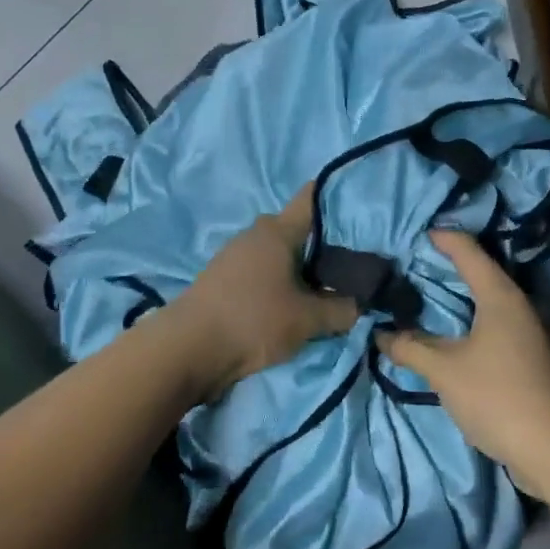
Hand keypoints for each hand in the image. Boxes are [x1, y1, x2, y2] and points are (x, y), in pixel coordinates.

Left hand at [171, 184, 359, 398]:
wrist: (186, 350)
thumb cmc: (253, 321)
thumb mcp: (307, 320)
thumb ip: (341, 310)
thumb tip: (362, 304)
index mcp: (278, 230)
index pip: (312, 198)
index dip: (338, 199)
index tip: (360, 211)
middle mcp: (256, 233)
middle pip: (297, 228)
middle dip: (322, 242)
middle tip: (350, 261)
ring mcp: (235, 254)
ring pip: (278, 251)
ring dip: (298, 265)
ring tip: (323, 285)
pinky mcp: (222, 278)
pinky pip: (261, 269)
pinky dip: (277, 279)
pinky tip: (290, 299)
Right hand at [376, 230, 549, 493]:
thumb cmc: (497, 396)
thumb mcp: (445, 371)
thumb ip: (411, 348)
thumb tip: (382, 334)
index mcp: (499, 294)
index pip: (467, 251)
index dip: (442, 238)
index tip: (414, 233)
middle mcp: (515, 303)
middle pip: (478, 270)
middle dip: (446, 264)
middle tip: (411, 261)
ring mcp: (524, 329)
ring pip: (485, 297)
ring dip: (456, 293)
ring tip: (422, 292)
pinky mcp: (525, 353)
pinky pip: (490, 320)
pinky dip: (467, 316)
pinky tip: (446, 330)